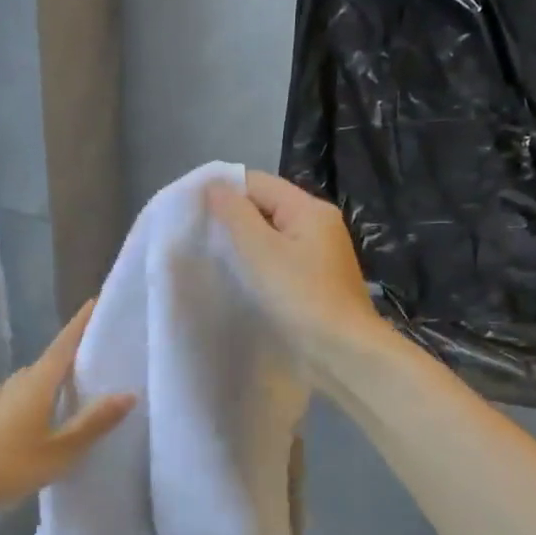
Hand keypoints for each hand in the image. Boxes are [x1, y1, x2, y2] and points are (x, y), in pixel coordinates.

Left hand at [0, 299, 134, 518]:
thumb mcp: (59, 451)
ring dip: (51, 379)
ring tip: (73, 389)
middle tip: (100, 357)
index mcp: (37, 384)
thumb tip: (129, 393)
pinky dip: (31, 399)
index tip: (97, 301)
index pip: (64, 344)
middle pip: (49, 361)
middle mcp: (16, 384)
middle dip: (72, 355)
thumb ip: (93, 423)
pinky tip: (30, 413)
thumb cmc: (5, 466)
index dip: (81, 323)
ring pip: (30, 381)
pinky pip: (15, 398)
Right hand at [208, 171, 384, 357]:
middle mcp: (320, 223)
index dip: (223, 191)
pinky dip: (261, 262)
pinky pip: (282, 258)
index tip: (191, 212)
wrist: (344, 351)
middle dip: (233, 218)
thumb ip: (235, 214)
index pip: (257, 182)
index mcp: (309, 208)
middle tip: (198, 237)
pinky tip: (243, 278)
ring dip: (246, 242)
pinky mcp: (319, 279)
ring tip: (214, 257)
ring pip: (274, 234)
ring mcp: (322, 253)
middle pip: (267, 206)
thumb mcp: (260, 251)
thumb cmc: (300, 297)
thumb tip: (214, 185)